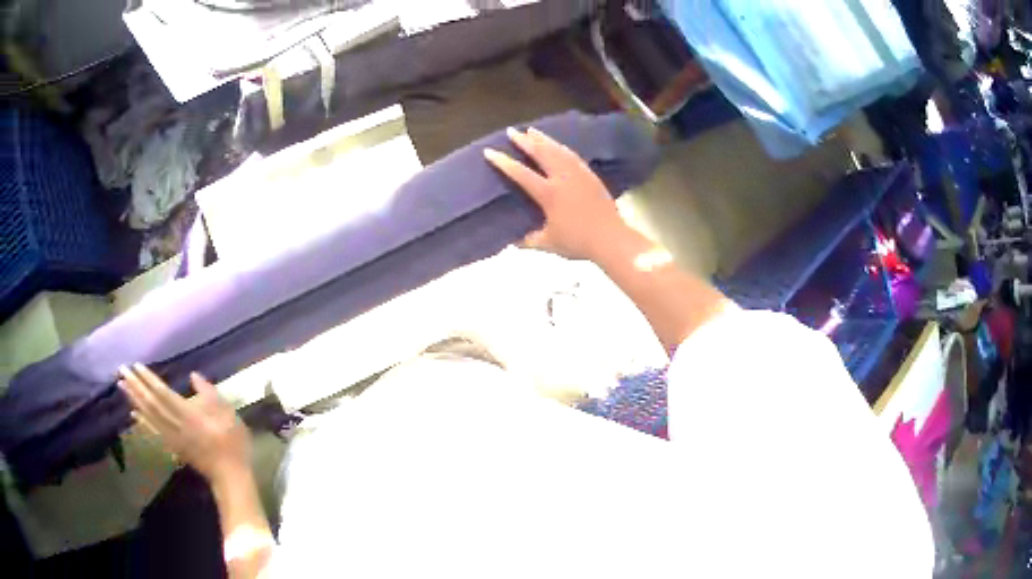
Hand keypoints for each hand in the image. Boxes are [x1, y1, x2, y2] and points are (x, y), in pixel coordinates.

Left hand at [119, 364, 251, 484]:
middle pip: (151, 404)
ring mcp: (172, 438)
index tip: (136, 365)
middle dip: (136, 386)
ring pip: (149, 417)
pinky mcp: (173, 447)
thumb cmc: (232, 443)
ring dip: (134, 400)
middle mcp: (176, 425)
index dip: (149, 379)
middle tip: (121, 370)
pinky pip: (153, 432)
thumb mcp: (229, 414)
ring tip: (122, 386)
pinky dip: (142, 422)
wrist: (230, 475)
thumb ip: (210, 394)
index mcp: (189, 415)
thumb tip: (194, 376)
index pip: (163, 394)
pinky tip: (134, 414)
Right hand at [484, 127, 630, 260]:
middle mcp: (562, 178)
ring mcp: (578, 174)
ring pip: (558, 150)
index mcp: (548, 194)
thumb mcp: (548, 243)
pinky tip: (558, 145)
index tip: (490, 151)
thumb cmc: (578, 242)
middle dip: (524, 141)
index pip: (521, 173)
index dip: (503, 162)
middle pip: (540, 153)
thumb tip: (512, 241)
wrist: (611, 239)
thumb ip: (528, 241)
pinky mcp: (590, 176)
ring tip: (532, 130)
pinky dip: (561, 147)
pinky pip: (573, 156)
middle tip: (512, 131)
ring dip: (543, 139)